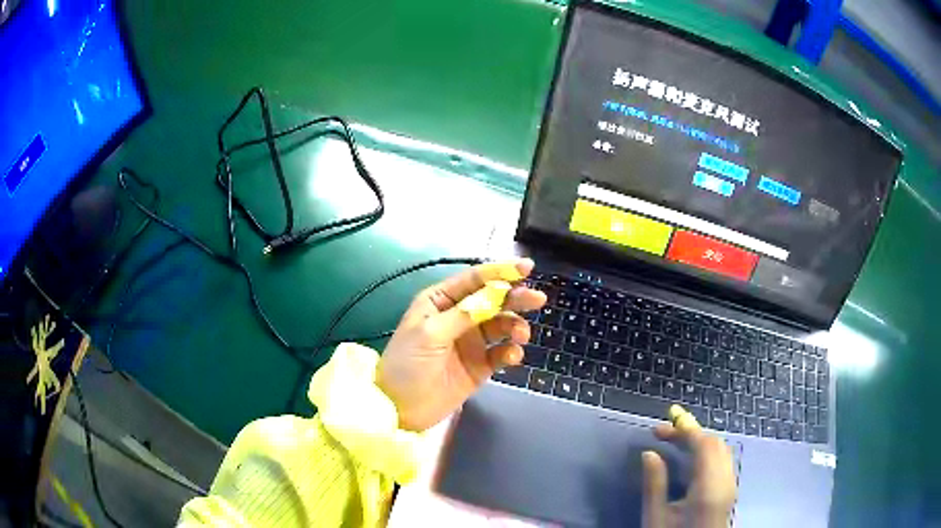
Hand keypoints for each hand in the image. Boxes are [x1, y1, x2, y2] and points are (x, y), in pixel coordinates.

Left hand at [376, 259, 545, 431]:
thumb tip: (493, 296)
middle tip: (537, 300)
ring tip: (521, 335)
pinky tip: (511, 356)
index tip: (527, 268)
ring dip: (515, 326)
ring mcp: (471, 342)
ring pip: (502, 326)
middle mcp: (458, 317)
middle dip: (516, 298)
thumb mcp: (429, 333)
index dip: (500, 272)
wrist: (401, 408)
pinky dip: (511, 352)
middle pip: (493, 300)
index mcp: (440, 302)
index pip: (474, 280)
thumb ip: (462, 315)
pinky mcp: (480, 366)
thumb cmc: (407, 363)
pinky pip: (501, 353)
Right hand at [642, 405, 736, 527]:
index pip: (703, 444)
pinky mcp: (729, 490)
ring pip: (721, 449)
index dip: (684, 429)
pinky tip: (690, 459)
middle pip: (715, 443)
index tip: (660, 426)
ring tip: (674, 442)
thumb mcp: (656, 518)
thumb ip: (654, 484)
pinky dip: (707, 451)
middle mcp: (725, 480)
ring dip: (700, 440)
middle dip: (690, 432)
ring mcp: (730, 485)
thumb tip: (650, 454)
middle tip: (663, 434)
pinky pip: (722, 459)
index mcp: (708, 487)